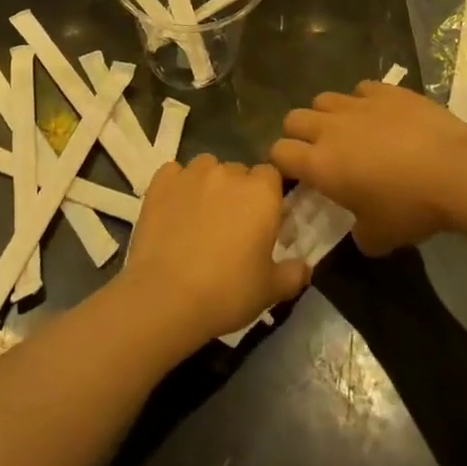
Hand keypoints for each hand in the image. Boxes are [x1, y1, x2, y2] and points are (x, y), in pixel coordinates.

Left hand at [116, 155, 308, 347]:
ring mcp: (191, 174)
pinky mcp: (161, 182)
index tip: (262, 220)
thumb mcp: (271, 290)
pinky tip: (173, 210)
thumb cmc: (227, 292)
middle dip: (238, 192)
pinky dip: (176, 185)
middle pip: (238, 171)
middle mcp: (228, 173)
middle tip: (231, 226)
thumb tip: (305, 267)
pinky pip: (174, 173)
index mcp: (261, 192)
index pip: (271, 175)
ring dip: (208, 184)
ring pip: (206, 167)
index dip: (267, 195)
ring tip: (200, 216)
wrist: (166, 298)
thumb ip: (293, 273)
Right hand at [270, 82, 466, 255]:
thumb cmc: (411, 207)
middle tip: (320, 154)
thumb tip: (359, 230)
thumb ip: (359, 234)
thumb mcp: (380, 237)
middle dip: (300, 135)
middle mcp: (329, 128)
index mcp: (320, 164)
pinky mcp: (384, 91)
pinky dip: (363, 102)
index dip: (283, 164)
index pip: (279, 153)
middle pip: (293, 119)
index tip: (298, 177)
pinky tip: (380, 116)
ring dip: (327, 115)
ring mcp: (357, 104)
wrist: (456, 170)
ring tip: (349, 131)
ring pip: (323, 99)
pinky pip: (360, 89)